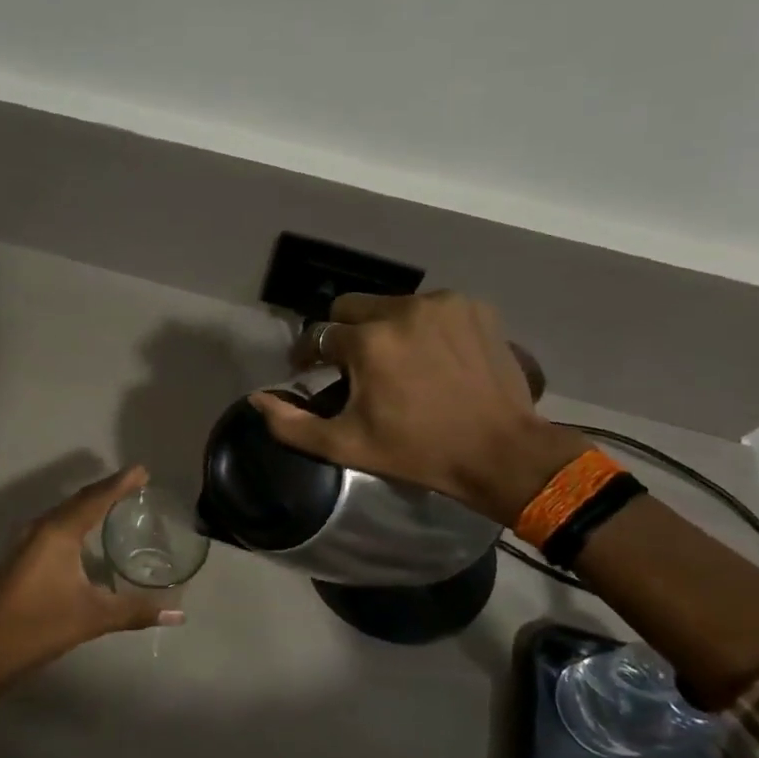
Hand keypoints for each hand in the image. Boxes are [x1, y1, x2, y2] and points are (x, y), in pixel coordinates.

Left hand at [0, 466, 179, 698]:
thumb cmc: (40, 627)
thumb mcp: (93, 617)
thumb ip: (137, 612)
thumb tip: (179, 614)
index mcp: (58, 532)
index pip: (95, 499)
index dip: (120, 483)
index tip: (142, 470)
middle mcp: (40, 528)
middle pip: (78, 500)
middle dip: (106, 489)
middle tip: (134, 483)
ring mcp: (25, 542)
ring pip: (63, 513)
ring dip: (89, 504)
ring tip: (114, 502)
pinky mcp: (20, 557)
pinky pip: (54, 526)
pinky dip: (75, 520)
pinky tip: (84, 534)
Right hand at [251, 292, 584, 525]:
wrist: (501, 452)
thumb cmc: (418, 451)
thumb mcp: (346, 446)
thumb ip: (291, 424)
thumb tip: (257, 399)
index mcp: (368, 341)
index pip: (320, 335)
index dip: (310, 356)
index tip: (313, 373)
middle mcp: (402, 309)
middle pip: (352, 307)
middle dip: (345, 334)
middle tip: (356, 367)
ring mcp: (443, 304)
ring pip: (392, 305)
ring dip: (385, 329)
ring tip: (398, 363)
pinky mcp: (475, 308)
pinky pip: (432, 307)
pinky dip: (424, 326)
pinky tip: (434, 357)